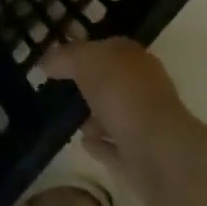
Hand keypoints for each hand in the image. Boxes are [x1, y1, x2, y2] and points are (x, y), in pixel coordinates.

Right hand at [41, 38, 204, 205]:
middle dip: (89, 85)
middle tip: (59, 88)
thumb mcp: (84, 60)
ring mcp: (145, 124)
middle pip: (111, 82)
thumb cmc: (122, 94)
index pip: (106, 48)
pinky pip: (114, 147)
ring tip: (69, 119)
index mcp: (134, 59)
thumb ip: (63, 57)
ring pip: (113, 115)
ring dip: (94, 117)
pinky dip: (100, 143)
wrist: (160, 153)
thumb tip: (46, 63)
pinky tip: (83, 142)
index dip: (82, 51)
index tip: (57, 61)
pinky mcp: (141, 157)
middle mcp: (143, 87)